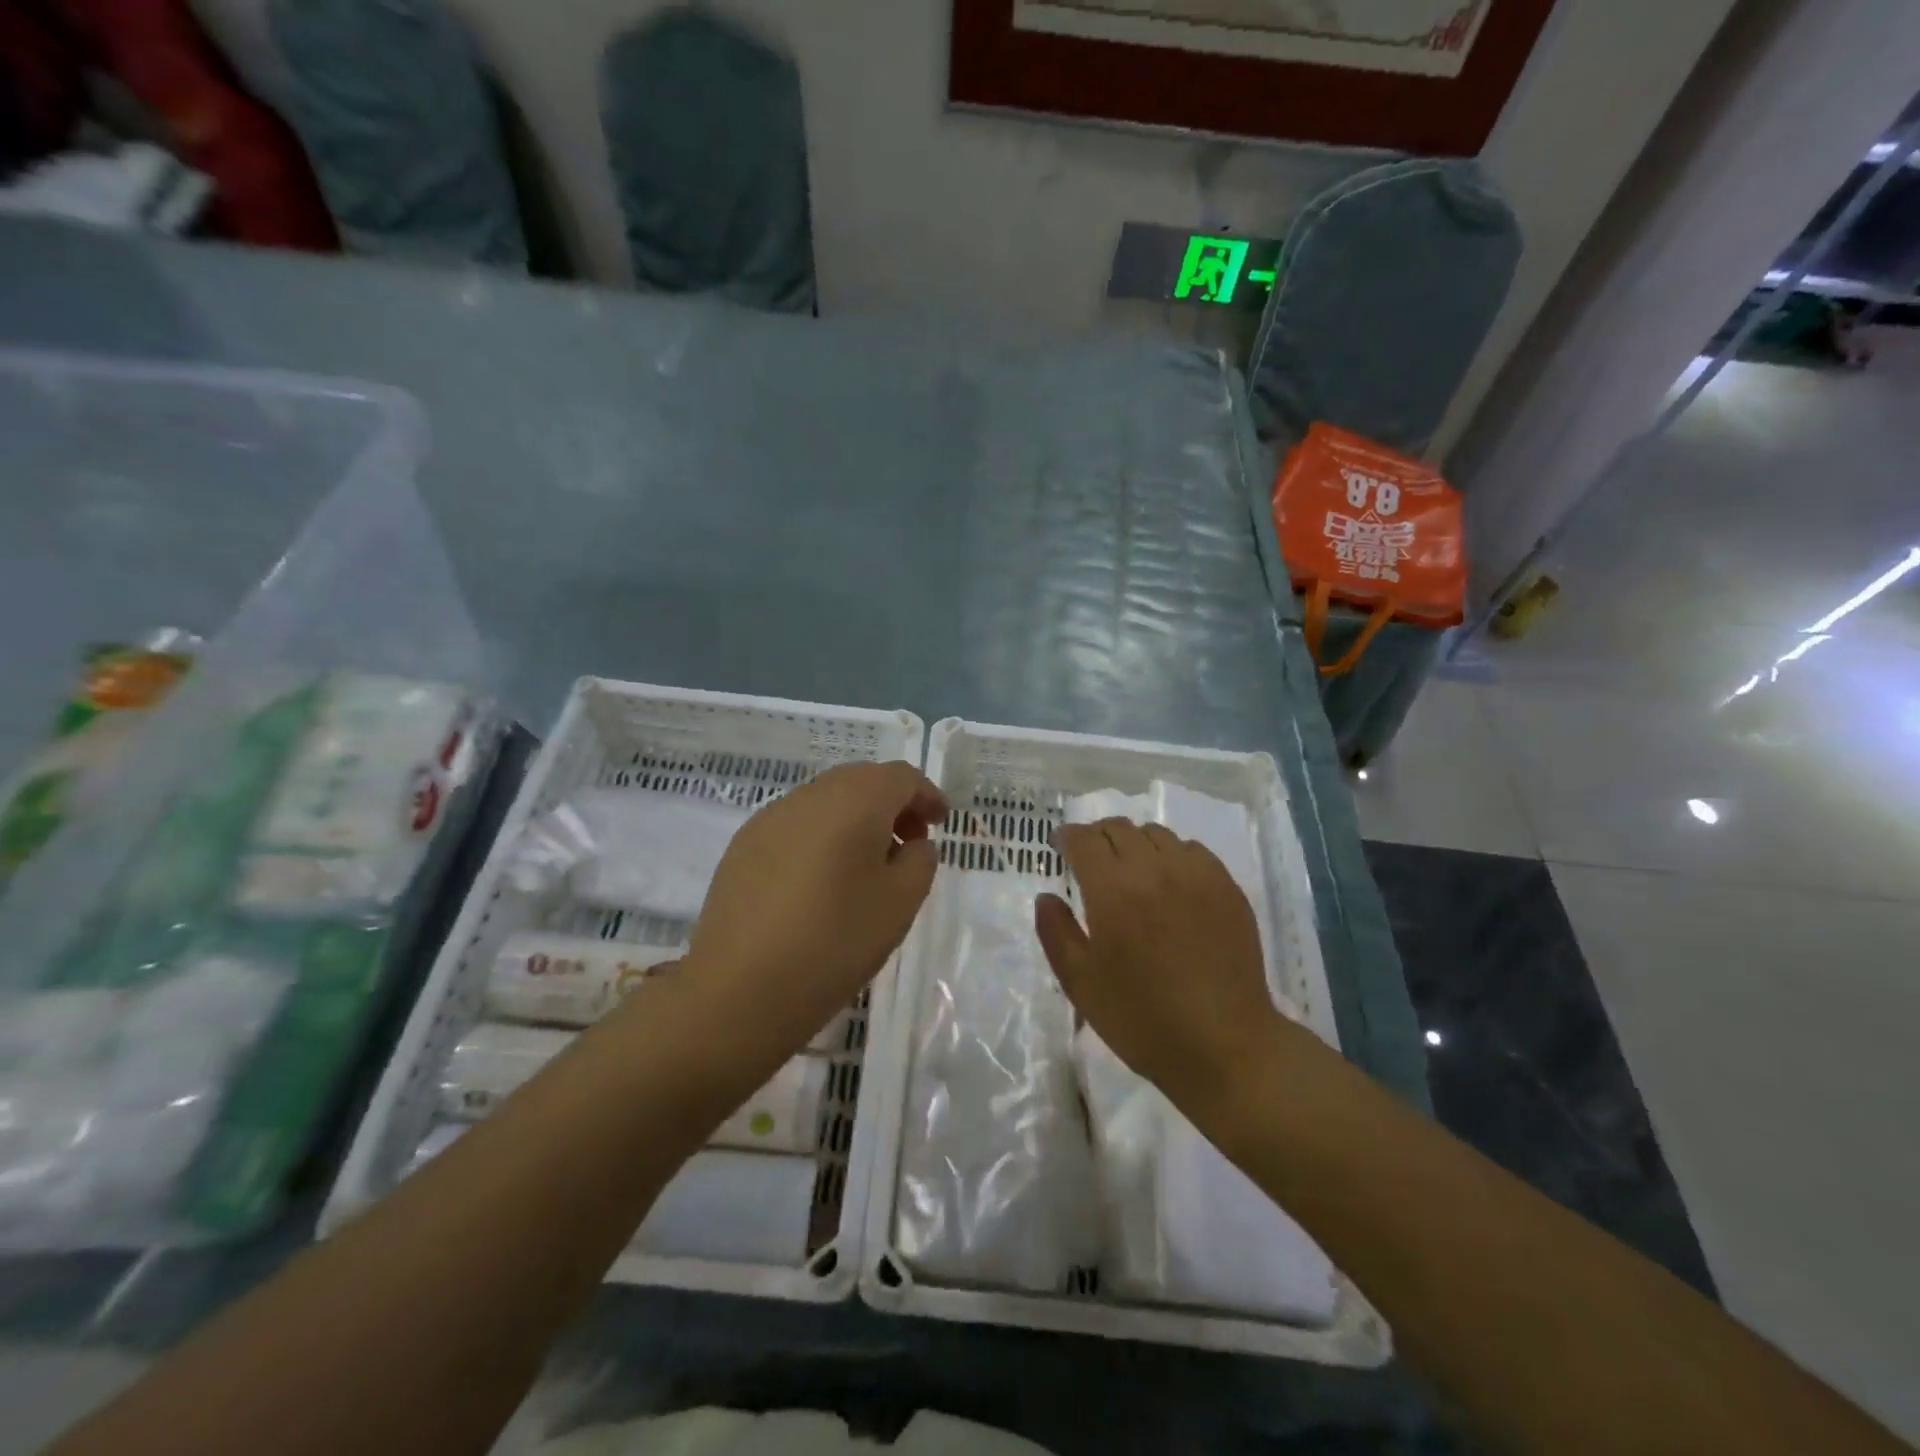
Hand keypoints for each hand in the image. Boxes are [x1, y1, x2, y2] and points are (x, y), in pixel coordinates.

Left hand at [685, 760, 947, 1063]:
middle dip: (891, 805)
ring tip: (864, 868)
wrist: (739, 988)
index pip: (901, 777)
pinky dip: (821, 837)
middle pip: (861, 781)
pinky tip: (819, 883)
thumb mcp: (901, 904)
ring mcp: (770, 818)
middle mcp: (810, 796)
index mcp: (855, 801)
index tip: (939, 825)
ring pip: (826, 801)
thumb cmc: (835, 941)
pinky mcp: (743, 845)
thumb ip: (920, 861)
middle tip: (907, 845)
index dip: (926, 796)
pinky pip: (795, 825)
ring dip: (855, 820)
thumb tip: (913, 842)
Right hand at [1035, 818, 1286, 1115]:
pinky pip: (1192, 850)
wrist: (1225, 1046)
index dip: (1067, 837)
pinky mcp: (1227, 887)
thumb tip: (1047, 897)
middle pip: (1119, 828)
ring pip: (1156, 834)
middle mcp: (1154, 869)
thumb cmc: (1143, 1020)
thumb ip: (1056, 933)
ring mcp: (1196, 875)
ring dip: (1134, 843)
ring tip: (1130, 869)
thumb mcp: (1081, 984)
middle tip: (1090, 858)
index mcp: (1112, 890)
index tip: (1060, 846)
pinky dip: (1171, 855)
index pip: (1084, 840)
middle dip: (1097, 836)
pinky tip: (1170, 882)